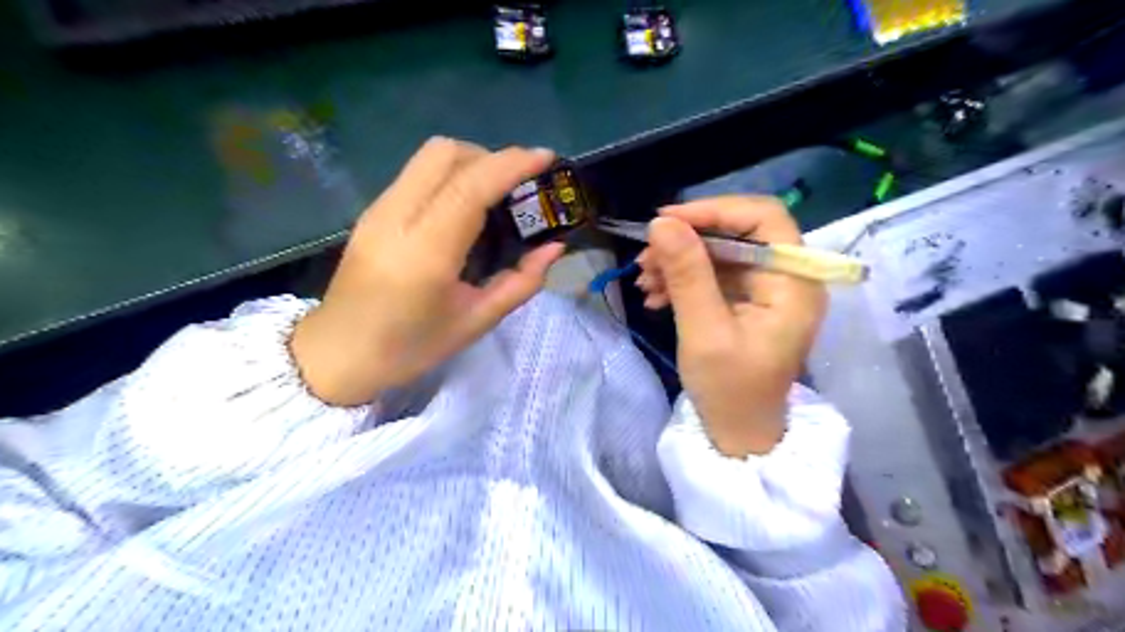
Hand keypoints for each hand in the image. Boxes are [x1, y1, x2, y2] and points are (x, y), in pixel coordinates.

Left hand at [289, 136, 561, 405]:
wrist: (338, 355)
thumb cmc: (411, 347)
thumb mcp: (476, 322)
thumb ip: (521, 283)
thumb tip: (554, 248)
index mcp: (426, 252)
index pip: (470, 186)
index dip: (511, 164)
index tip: (546, 158)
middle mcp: (397, 217)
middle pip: (445, 153)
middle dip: (490, 157)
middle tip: (519, 186)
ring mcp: (379, 210)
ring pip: (428, 157)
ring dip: (470, 162)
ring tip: (495, 194)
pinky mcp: (372, 212)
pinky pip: (417, 174)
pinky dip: (450, 175)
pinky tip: (464, 207)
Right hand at [636, 195, 828, 454]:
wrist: (736, 434)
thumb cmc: (730, 391)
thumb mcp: (704, 332)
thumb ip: (687, 275)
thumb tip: (660, 223)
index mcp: (793, 283)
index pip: (763, 219)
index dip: (714, 210)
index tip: (665, 222)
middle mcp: (786, 278)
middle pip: (737, 234)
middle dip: (686, 242)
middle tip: (644, 258)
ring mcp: (765, 291)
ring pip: (719, 253)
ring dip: (678, 262)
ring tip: (643, 283)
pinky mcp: (746, 302)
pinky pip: (713, 276)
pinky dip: (682, 280)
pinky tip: (654, 297)